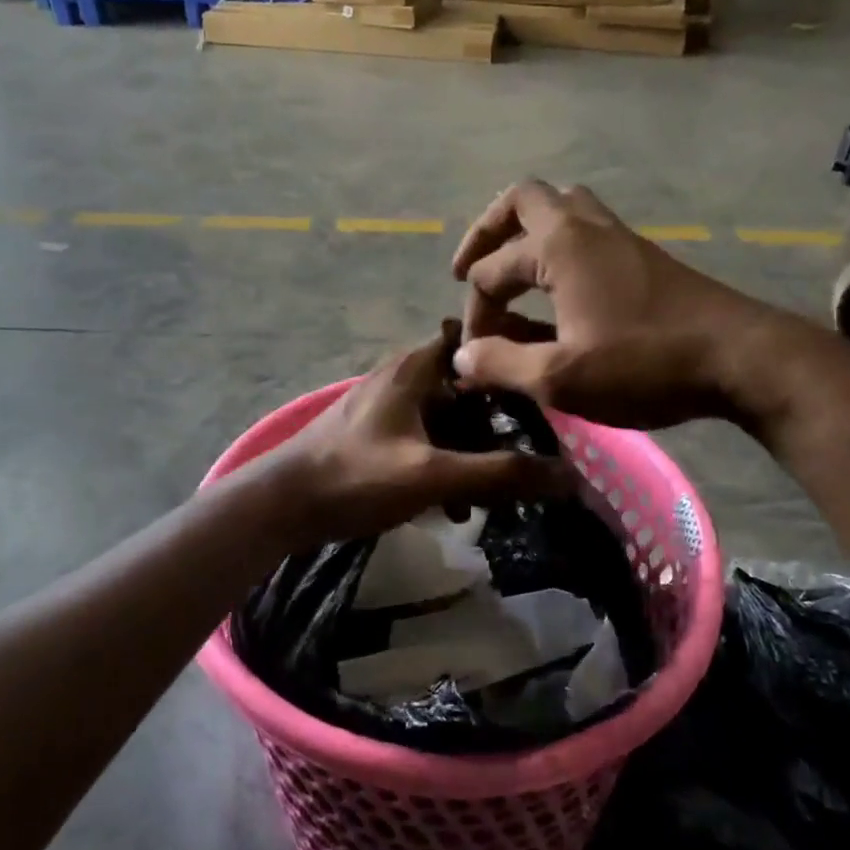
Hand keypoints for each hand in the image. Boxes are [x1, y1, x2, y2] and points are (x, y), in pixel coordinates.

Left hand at [263, 323, 569, 545]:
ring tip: (490, 496)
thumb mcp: (433, 476)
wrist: (282, 506)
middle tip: (525, 456)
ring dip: (470, 453)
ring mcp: (386, 407)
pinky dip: (443, 465)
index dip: (509, 360)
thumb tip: (567, 476)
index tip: (541, 389)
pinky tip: (453, 507)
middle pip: (466, 389)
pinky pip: (424, 441)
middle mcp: (402, 377)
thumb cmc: (356, 477)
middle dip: (495, 424)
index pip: (474, 342)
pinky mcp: (374, 435)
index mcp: (415, 368)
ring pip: (446, 420)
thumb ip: (499, 474)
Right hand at [451, 180, 793, 430]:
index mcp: (558, 247)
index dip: (474, 314)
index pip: (492, 270)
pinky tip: (557, 291)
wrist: (740, 358)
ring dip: (526, 232)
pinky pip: (585, 231)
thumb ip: (502, 364)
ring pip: (560, 207)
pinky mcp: (642, 256)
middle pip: (522, 200)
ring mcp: (618, 237)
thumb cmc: (644, 364)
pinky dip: (557, 248)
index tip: (476, 356)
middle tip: (470, 271)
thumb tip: (463, 356)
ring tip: (511, 272)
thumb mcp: (561, 378)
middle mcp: (585, 227)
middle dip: (487, 233)